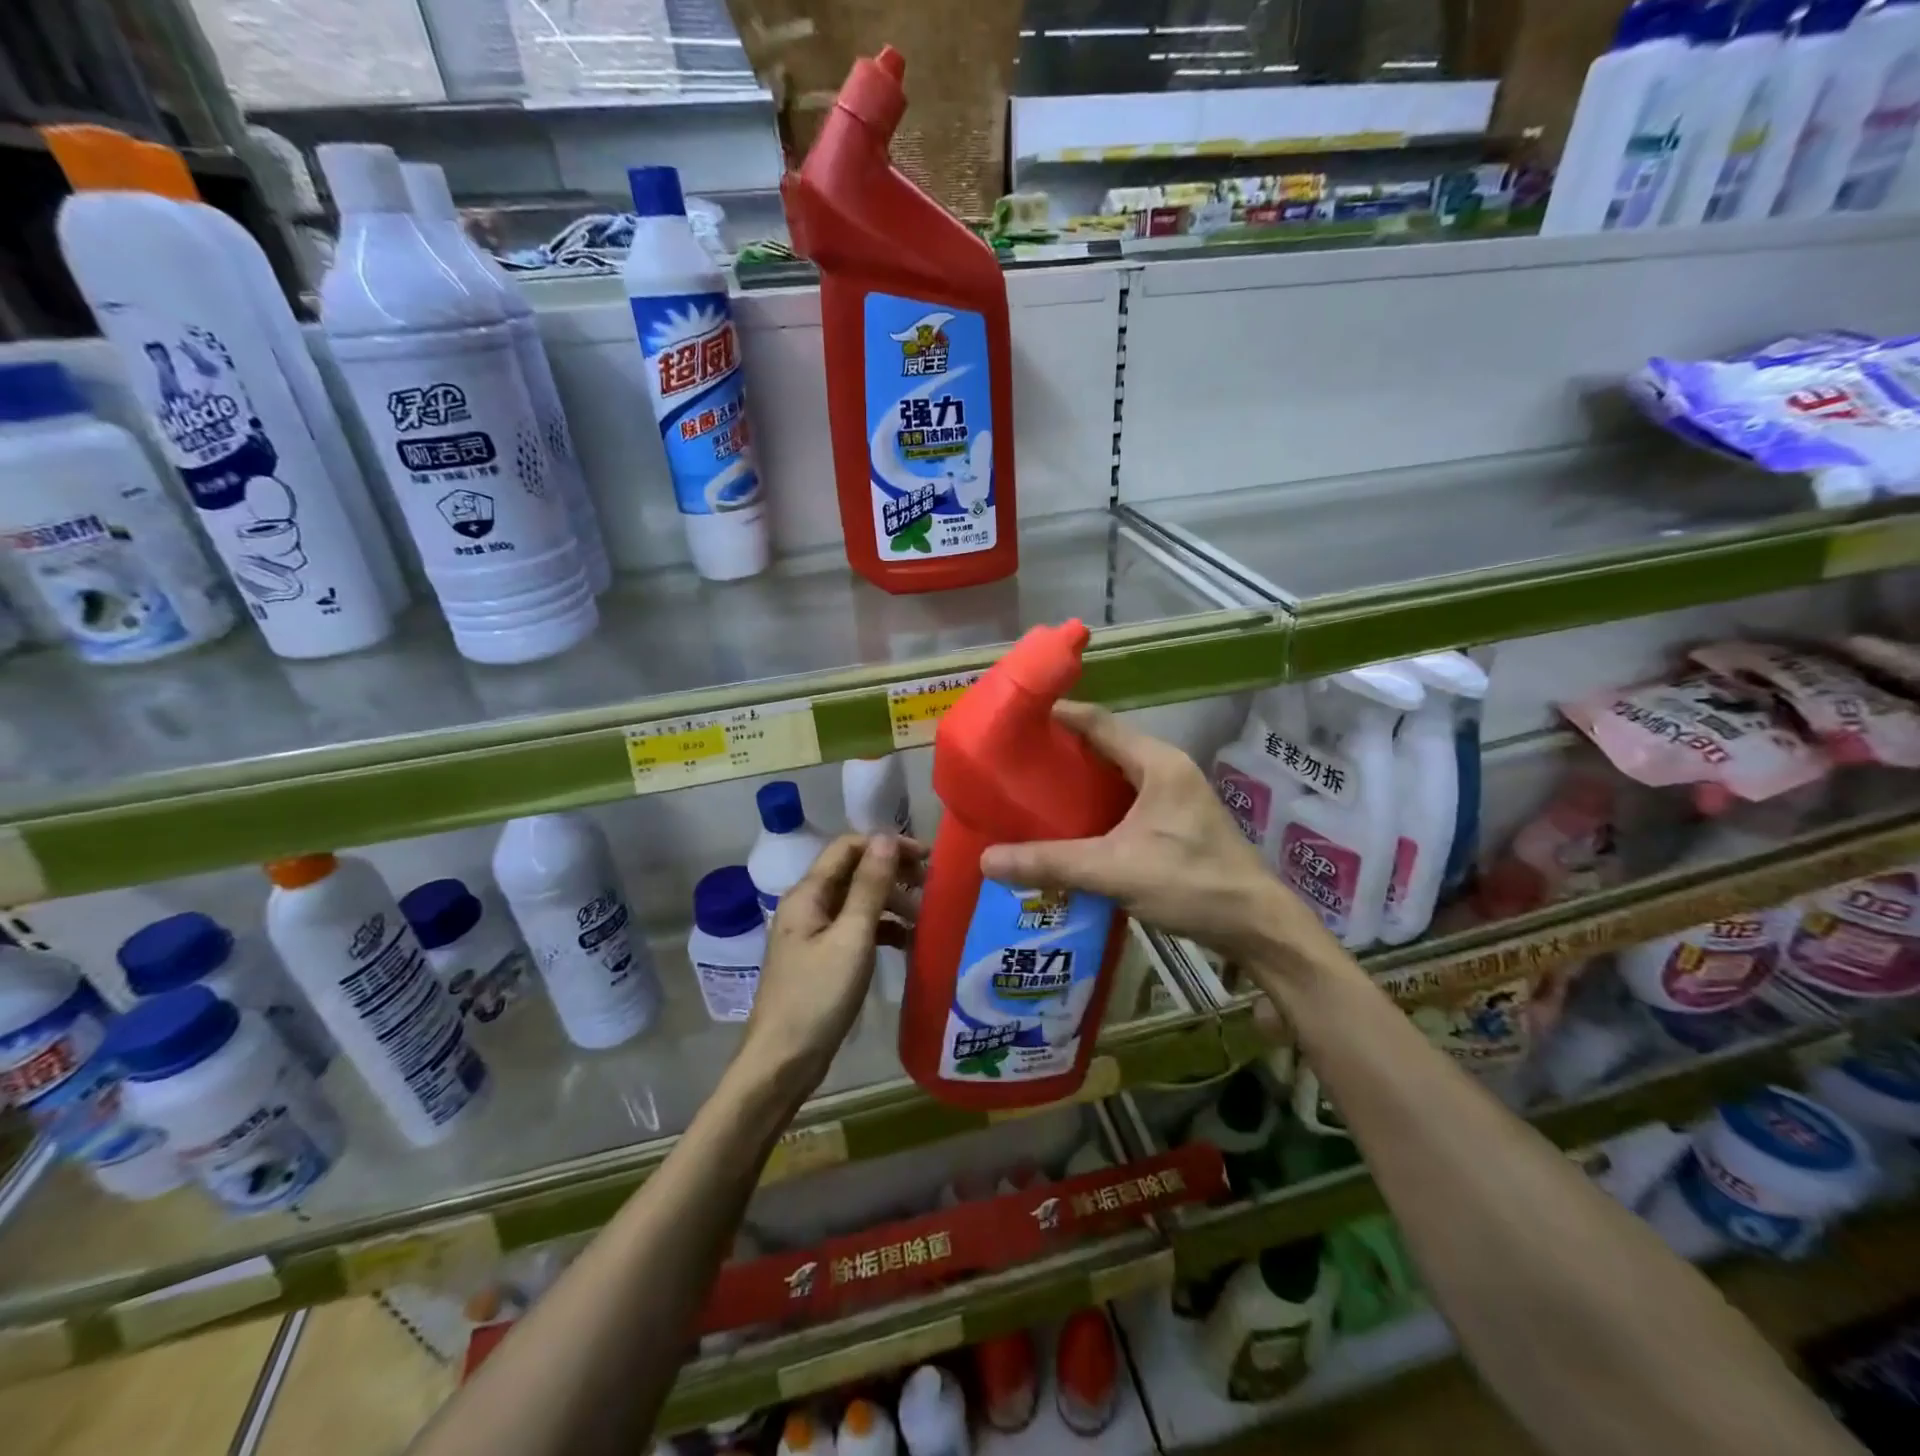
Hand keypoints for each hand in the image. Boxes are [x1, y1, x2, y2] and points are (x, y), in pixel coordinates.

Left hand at [740, 833, 921, 1092]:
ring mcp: (812, 934)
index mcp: (808, 894)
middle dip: (892, 874)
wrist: (783, 1062)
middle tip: (931, 888)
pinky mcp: (821, 959)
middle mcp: (807, 906)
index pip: (849, 847)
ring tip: (924, 919)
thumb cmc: (818, 996)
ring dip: (890, 903)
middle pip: (853, 873)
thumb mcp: (851, 937)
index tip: (926, 859)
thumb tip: (885, 837)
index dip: (887, 846)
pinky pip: (855, 930)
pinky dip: (881, 930)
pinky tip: (906, 943)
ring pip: (857, 902)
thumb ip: (869, 886)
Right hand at [978, 702, 1341, 974]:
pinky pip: (1126, 800)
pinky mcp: (1177, 822)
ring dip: (1079, 780)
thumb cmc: (1191, 884)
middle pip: (1105, 745)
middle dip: (1061, 750)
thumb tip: (986, 861)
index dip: (1057, 715)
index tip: (1016, 718)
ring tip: (1033, 791)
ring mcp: (1176, 796)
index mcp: (1158, 763)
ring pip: (1116, 775)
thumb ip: (1051, 863)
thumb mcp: (1114, 871)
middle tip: (1015, 760)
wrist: (1256, 927)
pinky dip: (1096, 805)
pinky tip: (1069, 825)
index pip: (1098, 722)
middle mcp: (1168, 769)